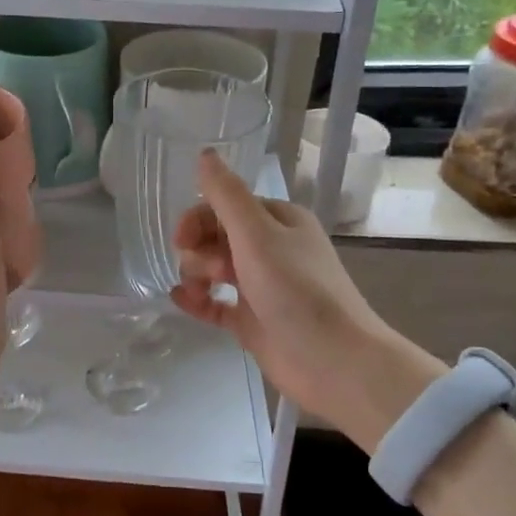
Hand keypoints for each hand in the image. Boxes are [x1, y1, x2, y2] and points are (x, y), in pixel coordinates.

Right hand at [170, 151, 444, 447]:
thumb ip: (226, 195)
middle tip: (211, 272)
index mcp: (278, 221)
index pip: (225, 206)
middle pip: (215, 236)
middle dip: (199, 249)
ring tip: (199, 291)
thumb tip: (204, 154)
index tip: (182, 239)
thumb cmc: (297, 290)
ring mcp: (261, 286)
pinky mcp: (252, 320)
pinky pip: (214, 303)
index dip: (199, 218)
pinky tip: (181, 301)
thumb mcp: (257, 234)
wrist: (334, 362)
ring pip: (212, 268)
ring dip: (196, 274)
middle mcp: (270, 249)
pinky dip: (197, 300)